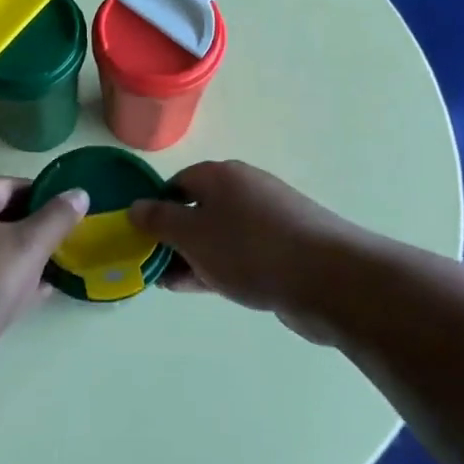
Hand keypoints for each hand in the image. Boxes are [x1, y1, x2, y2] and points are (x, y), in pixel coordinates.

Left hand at [0, 177, 88, 385]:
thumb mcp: (27, 247)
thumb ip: (56, 218)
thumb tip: (78, 193)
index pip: (9, 185)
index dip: (42, 195)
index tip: (69, 213)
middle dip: (33, 229)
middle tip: (64, 246)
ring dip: (21, 258)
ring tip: (53, 273)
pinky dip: (3, 280)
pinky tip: (29, 298)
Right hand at [129, 160, 357, 336]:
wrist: (328, 279)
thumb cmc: (250, 248)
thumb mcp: (192, 234)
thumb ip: (159, 221)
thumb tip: (135, 206)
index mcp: (220, 175)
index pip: (177, 184)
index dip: (156, 208)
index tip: (142, 238)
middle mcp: (245, 189)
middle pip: (199, 208)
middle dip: (175, 237)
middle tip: (154, 266)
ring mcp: (269, 219)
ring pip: (220, 235)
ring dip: (196, 256)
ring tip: (173, 284)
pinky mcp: (286, 248)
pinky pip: (242, 254)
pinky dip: (222, 267)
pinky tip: (209, 288)